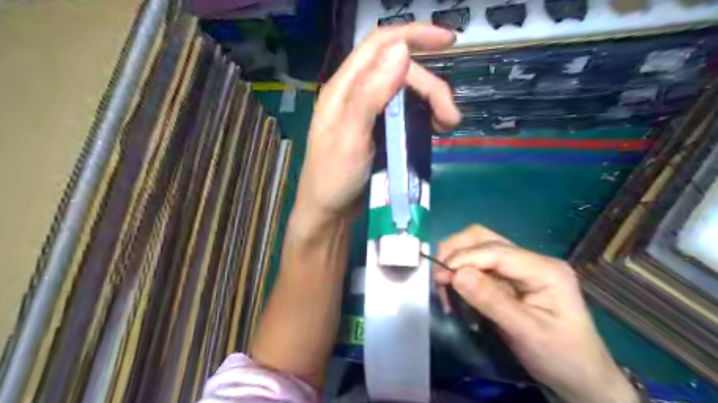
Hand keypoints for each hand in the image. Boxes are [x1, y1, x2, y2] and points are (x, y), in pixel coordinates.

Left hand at [295, 23, 463, 229]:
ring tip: (448, 126)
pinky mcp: (379, 131)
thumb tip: (401, 50)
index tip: (449, 41)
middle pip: (400, 72)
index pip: (379, 45)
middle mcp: (357, 94)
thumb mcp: (349, 137)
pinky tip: (434, 129)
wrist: (329, 212)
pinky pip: (406, 113)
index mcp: (344, 88)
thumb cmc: (333, 178)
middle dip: (431, 88)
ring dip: (431, 102)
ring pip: (406, 93)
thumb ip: (371, 94)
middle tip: (450, 118)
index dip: (414, 35)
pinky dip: (424, 117)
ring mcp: (369, 114)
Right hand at [432, 224, 638, 402]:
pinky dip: (463, 272)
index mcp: (544, 269)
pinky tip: (457, 290)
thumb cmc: (562, 357)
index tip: (440, 277)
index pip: (495, 251)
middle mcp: (531, 259)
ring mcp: (521, 267)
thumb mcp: (527, 333)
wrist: (583, 378)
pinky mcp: (511, 278)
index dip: (464, 259)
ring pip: (479, 247)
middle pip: (484, 238)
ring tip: (444, 283)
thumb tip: (456, 273)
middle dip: (456, 252)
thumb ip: (491, 301)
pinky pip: (479, 265)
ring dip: (457, 260)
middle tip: (439, 277)